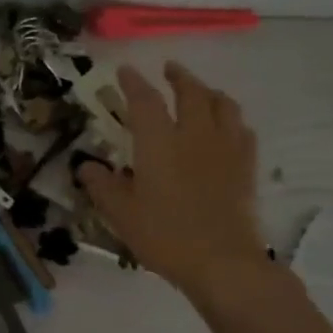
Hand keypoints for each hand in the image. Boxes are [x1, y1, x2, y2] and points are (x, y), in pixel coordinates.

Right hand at [75, 63, 264, 299]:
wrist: (222, 262)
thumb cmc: (165, 236)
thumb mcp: (121, 214)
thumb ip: (102, 186)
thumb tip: (86, 166)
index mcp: (159, 143)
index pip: (145, 101)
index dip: (133, 83)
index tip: (125, 70)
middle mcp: (194, 135)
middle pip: (191, 93)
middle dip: (179, 77)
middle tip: (168, 70)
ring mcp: (226, 149)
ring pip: (223, 105)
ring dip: (209, 92)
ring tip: (201, 91)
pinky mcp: (246, 166)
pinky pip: (242, 130)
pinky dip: (231, 119)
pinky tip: (227, 127)